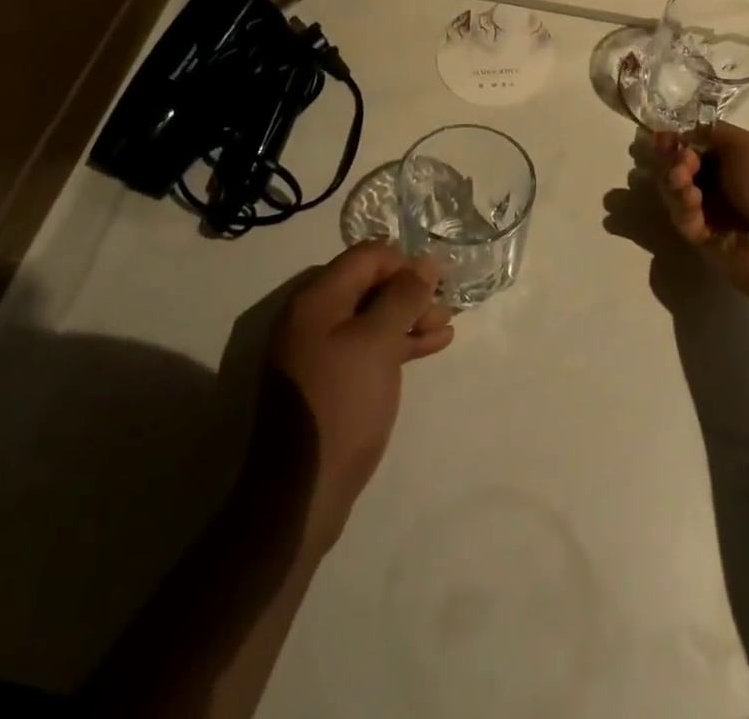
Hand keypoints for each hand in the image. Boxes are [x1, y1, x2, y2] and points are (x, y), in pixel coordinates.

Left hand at [265, 243, 453, 553]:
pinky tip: (431, 346)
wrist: (302, 492)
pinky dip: (397, 343)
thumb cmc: (341, 404)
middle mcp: (312, 317)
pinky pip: (367, 346)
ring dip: (409, 317)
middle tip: (445, 307)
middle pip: (368, 285)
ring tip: (445, 327)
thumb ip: (404, 296)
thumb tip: (427, 260)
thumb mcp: (378, 343)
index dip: (403, 263)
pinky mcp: (328, 379)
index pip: (366, 257)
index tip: (436, 281)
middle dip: (409, 292)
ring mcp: (318, 350)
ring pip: (371, 317)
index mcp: (316, 299)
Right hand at [653, 122, 748, 303]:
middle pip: (688, 166)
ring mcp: (718, 213)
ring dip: (676, 180)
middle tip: (680, 160)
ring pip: (680, 190)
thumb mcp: (748, 144)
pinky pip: (684, 217)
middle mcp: (732, 184)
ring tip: (681, 178)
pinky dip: (682, 206)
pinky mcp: (706, 239)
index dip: (684, 139)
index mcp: (748, 158)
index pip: (707, 144)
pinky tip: (691, 202)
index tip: (664, 138)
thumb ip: (712, 133)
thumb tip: (687, 131)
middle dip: (677, 159)